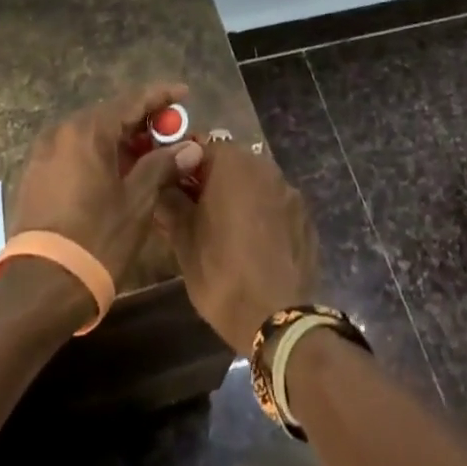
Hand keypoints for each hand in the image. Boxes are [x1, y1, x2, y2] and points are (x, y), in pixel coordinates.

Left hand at [12, 83, 205, 285]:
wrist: (40, 288)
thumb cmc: (96, 239)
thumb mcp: (137, 201)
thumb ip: (162, 165)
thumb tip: (190, 147)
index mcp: (87, 131)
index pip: (132, 100)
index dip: (160, 96)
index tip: (184, 92)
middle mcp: (62, 132)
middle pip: (110, 115)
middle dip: (142, 121)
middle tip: (170, 132)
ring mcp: (44, 153)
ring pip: (91, 134)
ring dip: (121, 139)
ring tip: (148, 154)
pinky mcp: (35, 175)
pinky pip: (75, 151)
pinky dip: (99, 154)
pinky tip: (118, 172)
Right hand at [154, 139, 317, 352]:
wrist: (277, 319)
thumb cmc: (221, 273)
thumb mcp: (184, 241)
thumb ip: (170, 204)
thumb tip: (161, 186)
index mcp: (232, 163)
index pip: (200, 146)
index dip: (183, 164)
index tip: (172, 187)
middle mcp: (263, 165)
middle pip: (230, 162)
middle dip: (211, 180)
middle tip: (194, 210)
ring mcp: (288, 190)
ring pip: (254, 182)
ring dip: (237, 195)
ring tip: (223, 230)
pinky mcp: (305, 216)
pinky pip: (275, 204)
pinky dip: (262, 214)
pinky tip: (253, 244)